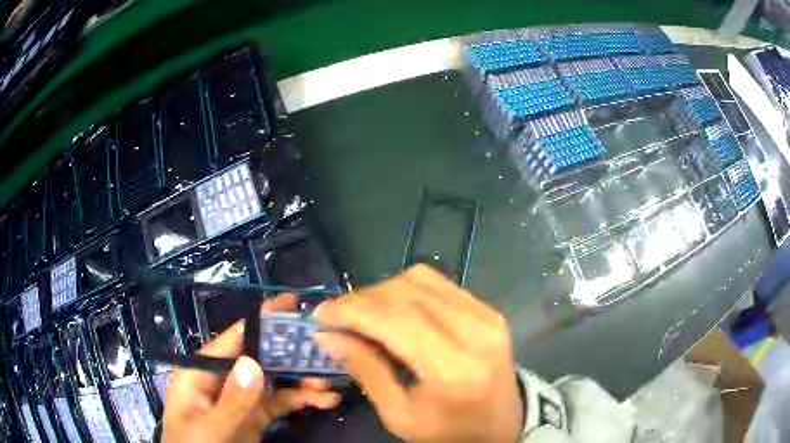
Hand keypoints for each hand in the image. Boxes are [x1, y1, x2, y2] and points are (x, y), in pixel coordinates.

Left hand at [162, 293, 340, 442]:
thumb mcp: (211, 427)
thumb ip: (232, 400)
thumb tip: (252, 362)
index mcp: (202, 371)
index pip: (233, 339)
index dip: (262, 320)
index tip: (293, 305)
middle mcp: (222, 378)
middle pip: (259, 357)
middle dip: (290, 355)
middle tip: (323, 348)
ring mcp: (240, 397)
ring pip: (274, 380)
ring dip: (301, 380)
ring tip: (329, 384)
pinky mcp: (254, 415)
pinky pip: (280, 402)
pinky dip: (301, 400)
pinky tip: (324, 401)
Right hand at [313, 265, 523, 442]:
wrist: (500, 425)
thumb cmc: (448, 431)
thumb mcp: (399, 415)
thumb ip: (365, 371)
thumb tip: (327, 335)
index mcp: (454, 369)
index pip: (396, 320)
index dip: (353, 310)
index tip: (320, 313)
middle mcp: (476, 332)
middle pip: (406, 294)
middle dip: (362, 300)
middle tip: (336, 316)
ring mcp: (487, 316)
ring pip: (420, 280)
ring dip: (382, 292)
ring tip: (363, 314)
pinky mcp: (488, 310)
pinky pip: (438, 283)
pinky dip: (407, 290)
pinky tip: (394, 310)